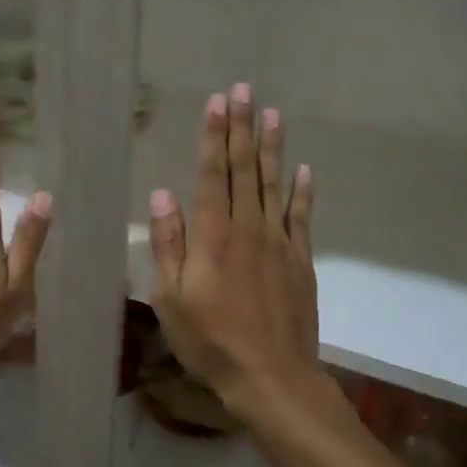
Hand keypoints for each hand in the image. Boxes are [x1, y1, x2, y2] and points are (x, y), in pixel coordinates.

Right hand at [148, 84, 319, 422]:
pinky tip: (304, 170)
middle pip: (245, 169)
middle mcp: (248, 229)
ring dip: (272, 147)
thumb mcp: (171, 298)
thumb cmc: (210, 340)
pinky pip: (301, 217)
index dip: (213, 136)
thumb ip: (167, 244)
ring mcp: (279, 243)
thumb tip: (162, 194)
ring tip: (272, 113)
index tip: (216, 102)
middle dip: (242, 128)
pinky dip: (303, 191)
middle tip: (243, 90)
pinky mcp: (301, 261)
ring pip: (274, 185)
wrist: (271, 376)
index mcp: (213, 236)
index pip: (212, 174)